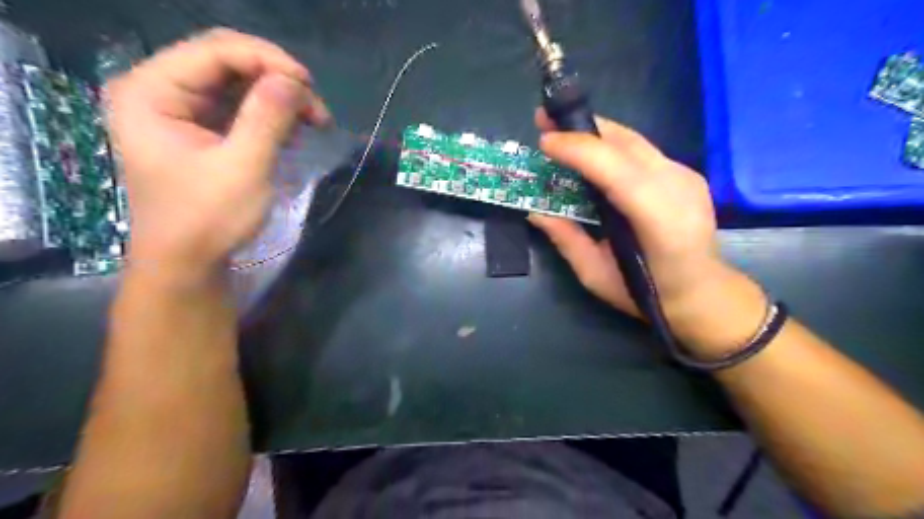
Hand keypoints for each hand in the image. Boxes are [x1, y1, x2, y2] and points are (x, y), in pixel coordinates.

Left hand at [107, 28, 332, 282]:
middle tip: (314, 107)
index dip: (266, 59)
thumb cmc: (208, 219)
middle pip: (225, 61)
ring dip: (277, 98)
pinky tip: (290, 134)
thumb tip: (295, 81)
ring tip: (309, 123)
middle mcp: (159, 91)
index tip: (309, 86)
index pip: (214, 51)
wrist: (188, 263)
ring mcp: (179, 111)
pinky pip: (238, 107)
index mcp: (152, 92)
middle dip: (276, 79)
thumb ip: (267, 118)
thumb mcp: (243, 168)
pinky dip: (269, 115)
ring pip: (236, 83)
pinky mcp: (199, 131)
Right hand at [528, 107, 765, 352]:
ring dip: (595, 131)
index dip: (580, 151)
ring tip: (562, 127)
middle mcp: (678, 189)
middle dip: (582, 128)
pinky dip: (611, 144)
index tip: (544, 141)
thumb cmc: (645, 293)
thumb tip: (535, 212)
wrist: (701, 292)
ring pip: (635, 141)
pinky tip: (591, 150)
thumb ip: (567, 240)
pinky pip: (642, 150)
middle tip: (544, 119)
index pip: (617, 172)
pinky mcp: (686, 173)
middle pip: (627, 144)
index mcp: (659, 222)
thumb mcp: (596, 275)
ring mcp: (686, 177)